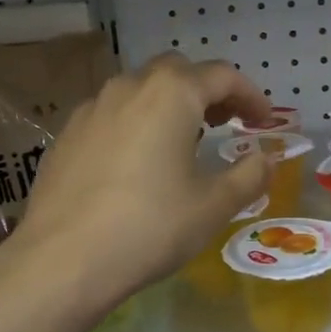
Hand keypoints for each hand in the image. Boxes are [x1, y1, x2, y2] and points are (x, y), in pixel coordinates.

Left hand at [13, 53, 272, 313]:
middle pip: (177, 72)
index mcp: (171, 94)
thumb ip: (250, 175)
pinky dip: (134, 123)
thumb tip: (267, 159)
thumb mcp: (213, 205)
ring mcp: (91, 108)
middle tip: (224, 124)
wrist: (63, 260)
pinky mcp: (67, 134)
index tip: (264, 122)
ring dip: (168, 104)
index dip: (251, 96)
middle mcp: (129, 87)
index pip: (222, 76)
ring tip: (180, 142)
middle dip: (207, 91)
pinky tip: (135, 163)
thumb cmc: (150, 227)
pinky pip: (111, 114)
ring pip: (139, 89)